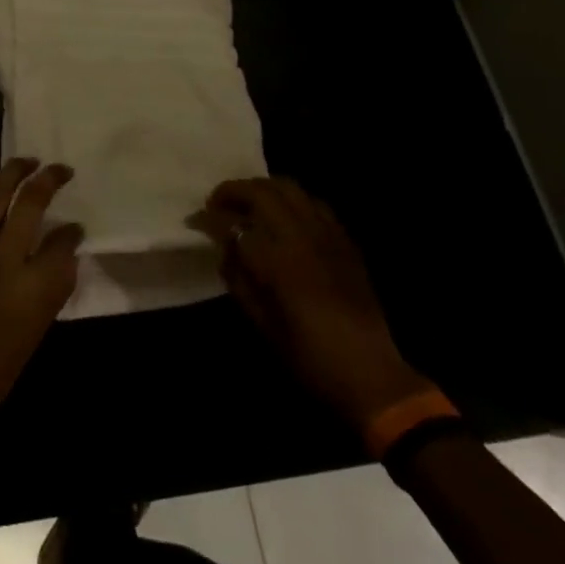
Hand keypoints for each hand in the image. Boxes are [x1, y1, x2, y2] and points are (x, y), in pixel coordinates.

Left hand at [0, 159, 83, 419]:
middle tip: (60, 170)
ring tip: (27, 162)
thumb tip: (66, 242)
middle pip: (30, 202)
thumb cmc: (2, 357)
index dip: (72, 229)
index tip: (76, 225)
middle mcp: (6, 255)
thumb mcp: (42, 323)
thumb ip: (57, 279)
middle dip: (48, 179)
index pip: (62, 240)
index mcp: (35, 282)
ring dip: (11, 171)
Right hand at [192, 177, 429, 430]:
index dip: (208, 218)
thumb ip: (238, 278)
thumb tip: (225, 248)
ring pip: (290, 188)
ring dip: (262, 189)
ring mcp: (327, 235)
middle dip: (233, 191)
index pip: (233, 224)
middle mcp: (302, 237)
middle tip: (217, 204)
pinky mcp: (345, 241)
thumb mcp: (262, 322)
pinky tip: (284, 217)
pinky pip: (314, 204)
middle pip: (262, 191)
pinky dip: (292, 201)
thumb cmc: (309, 357)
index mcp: (278, 261)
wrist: (370, 375)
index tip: (194, 220)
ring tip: (248, 204)